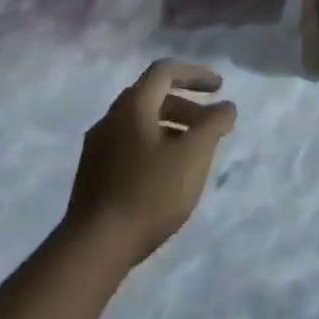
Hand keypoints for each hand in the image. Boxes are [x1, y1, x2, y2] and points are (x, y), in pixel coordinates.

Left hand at [65, 60, 237, 264]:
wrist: (94, 246)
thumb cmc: (150, 193)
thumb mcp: (193, 155)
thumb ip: (214, 124)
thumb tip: (226, 107)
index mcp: (132, 105)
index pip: (164, 71)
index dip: (195, 74)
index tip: (220, 88)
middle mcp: (110, 118)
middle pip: (152, 97)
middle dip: (187, 106)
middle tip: (211, 126)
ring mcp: (97, 147)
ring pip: (140, 124)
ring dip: (171, 128)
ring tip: (193, 154)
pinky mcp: (92, 174)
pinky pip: (129, 146)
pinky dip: (154, 147)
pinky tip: (166, 176)